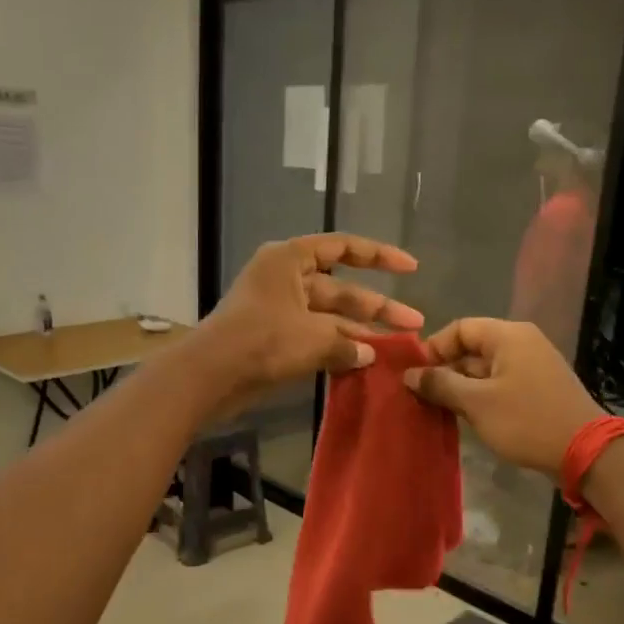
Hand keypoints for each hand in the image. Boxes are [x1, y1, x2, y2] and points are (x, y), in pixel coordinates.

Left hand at [196, 234, 422, 412]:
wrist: (210, 376)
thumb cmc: (262, 341)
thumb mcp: (313, 338)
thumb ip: (347, 342)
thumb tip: (369, 353)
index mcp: (290, 260)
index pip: (343, 247)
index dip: (379, 255)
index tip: (411, 268)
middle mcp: (284, 278)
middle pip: (340, 287)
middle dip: (376, 307)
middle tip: (414, 325)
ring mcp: (277, 309)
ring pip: (328, 316)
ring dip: (358, 331)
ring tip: (395, 348)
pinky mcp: (272, 338)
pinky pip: (313, 336)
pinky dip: (336, 347)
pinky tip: (364, 362)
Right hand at [404, 318, 602, 475]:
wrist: (585, 451)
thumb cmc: (526, 420)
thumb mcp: (476, 403)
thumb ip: (440, 384)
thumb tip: (409, 374)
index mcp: (508, 336)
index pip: (460, 328)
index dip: (433, 348)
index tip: (414, 375)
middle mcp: (522, 343)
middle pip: (471, 348)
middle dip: (444, 370)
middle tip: (420, 396)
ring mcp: (532, 367)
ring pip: (484, 369)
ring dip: (460, 387)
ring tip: (436, 409)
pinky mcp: (537, 390)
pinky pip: (499, 384)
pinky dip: (479, 397)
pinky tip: (464, 418)